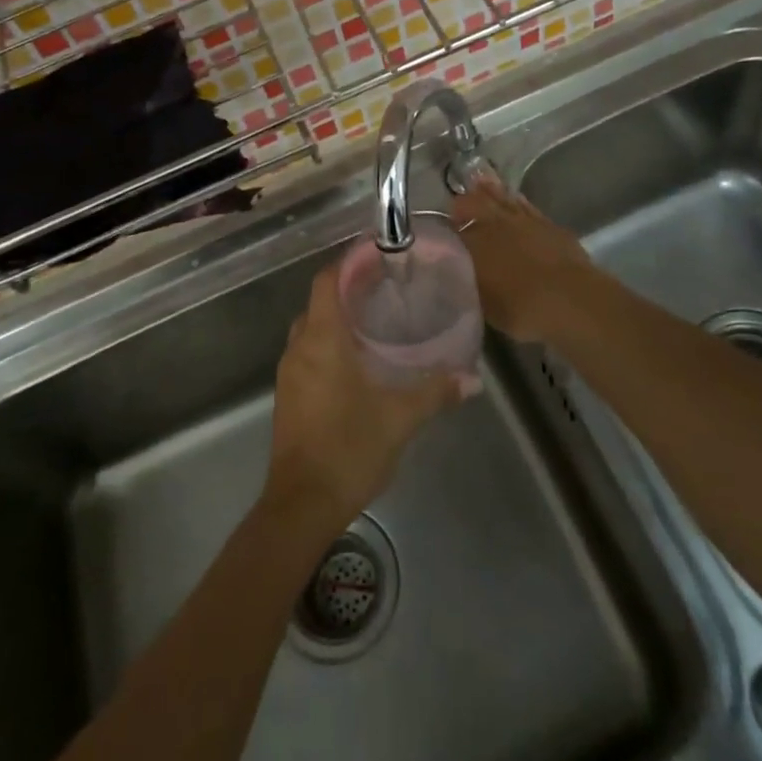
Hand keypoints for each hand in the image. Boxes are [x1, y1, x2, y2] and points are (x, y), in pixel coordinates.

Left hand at [264, 261, 461, 528]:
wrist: (301, 504)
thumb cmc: (349, 448)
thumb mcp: (400, 418)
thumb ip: (435, 392)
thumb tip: (473, 378)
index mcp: (322, 339)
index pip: (327, 281)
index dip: (349, 263)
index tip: (378, 256)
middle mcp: (299, 347)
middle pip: (319, 302)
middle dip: (348, 290)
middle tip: (385, 288)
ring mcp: (289, 373)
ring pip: (311, 329)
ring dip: (337, 319)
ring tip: (375, 320)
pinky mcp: (288, 395)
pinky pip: (308, 353)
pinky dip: (329, 344)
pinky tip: (357, 361)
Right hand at [452, 177, 605, 345]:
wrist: (569, 299)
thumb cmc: (520, 308)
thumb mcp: (482, 303)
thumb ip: (468, 284)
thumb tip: (458, 275)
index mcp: (474, 243)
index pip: (455, 229)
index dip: (448, 228)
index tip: (443, 230)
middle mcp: (496, 225)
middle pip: (477, 204)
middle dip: (465, 203)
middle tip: (458, 205)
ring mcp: (525, 221)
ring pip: (503, 199)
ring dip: (491, 192)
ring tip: (481, 186)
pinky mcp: (550, 225)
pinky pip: (527, 206)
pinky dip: (518, 202)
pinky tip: (516, 200)